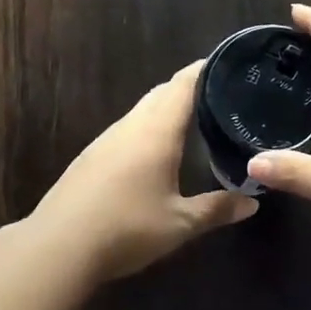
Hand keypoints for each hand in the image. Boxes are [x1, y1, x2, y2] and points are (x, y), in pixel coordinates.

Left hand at [31, 60, 258, 280]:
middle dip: (188, 87)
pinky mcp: (90, 157)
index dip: (205, 69)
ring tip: (191, 117)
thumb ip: (217, 209)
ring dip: (165, 107)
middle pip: (161, 93)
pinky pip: (127, 129)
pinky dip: (147, 127)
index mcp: (156, 130)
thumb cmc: (126, 227)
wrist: (58, 246)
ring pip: (141, 110)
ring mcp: (106, 140)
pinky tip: (154, 149)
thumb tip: (253, 203)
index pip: (183, 85)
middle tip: (218, 92)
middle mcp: (130, 126)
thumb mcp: (179, 224)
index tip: (227, 63)